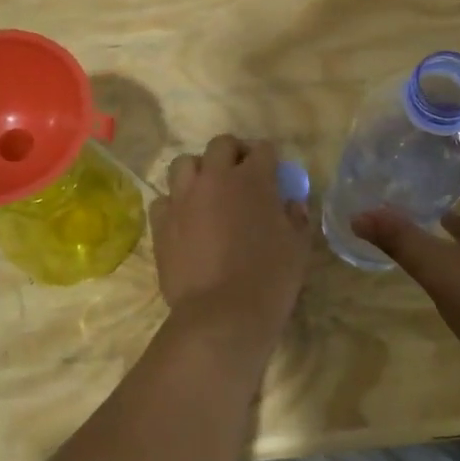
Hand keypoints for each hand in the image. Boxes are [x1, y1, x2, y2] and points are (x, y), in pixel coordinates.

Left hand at [150, 135, 310, 328]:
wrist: (222, 314)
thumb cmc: (270, 279)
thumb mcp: (298, 247)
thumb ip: (296, 217)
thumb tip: (291, 204)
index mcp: (253, 179)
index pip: (263, 149)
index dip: (270, 158)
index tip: (273, 173)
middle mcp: (215, 178)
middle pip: (221, 145)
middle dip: (233, 154)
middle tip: (241, 175)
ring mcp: (183, 198)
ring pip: (184, 164)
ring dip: (198, 172)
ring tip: (207, 192)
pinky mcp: (161, 223)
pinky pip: (163, 199)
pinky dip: (175, 204)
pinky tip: (184, 220)